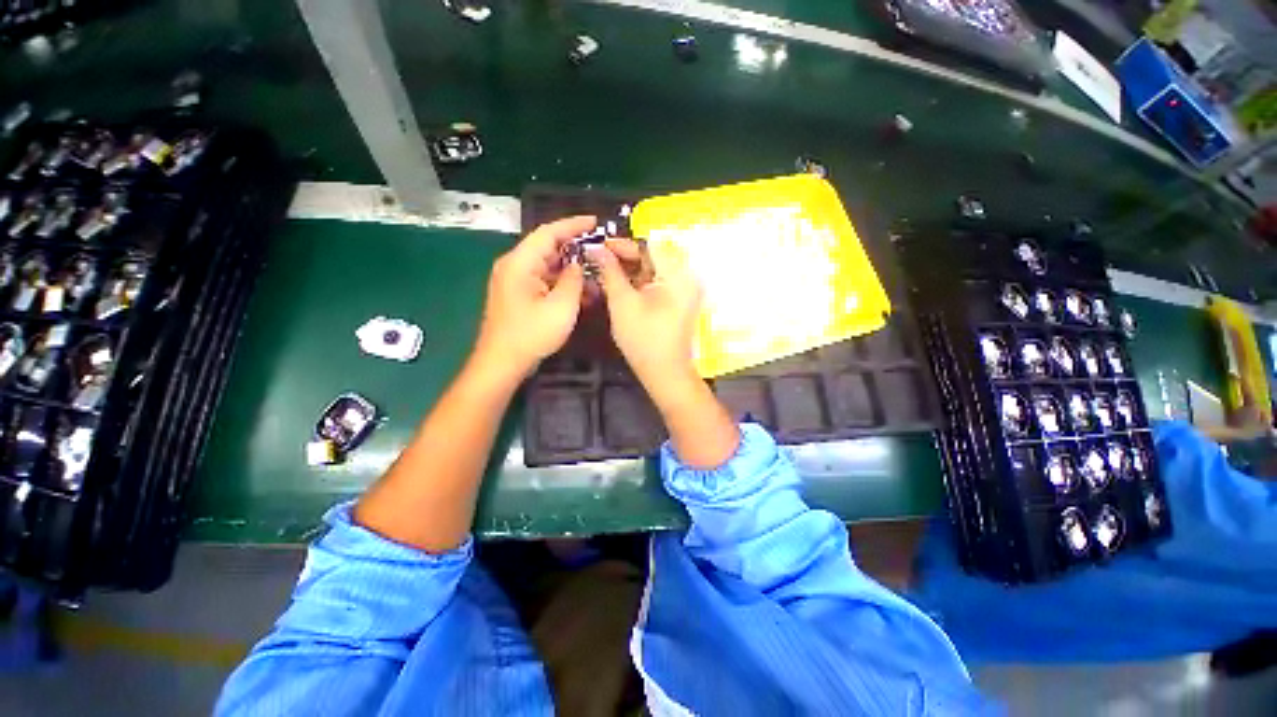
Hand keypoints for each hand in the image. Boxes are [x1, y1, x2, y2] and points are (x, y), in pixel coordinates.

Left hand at [473, 216, 590, 378]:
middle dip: (575, 247)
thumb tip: (577, 265)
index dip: (573, 224)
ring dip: (570, 268)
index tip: (596, 221)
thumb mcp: (561, 307)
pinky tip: (581, 291)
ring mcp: (515, 281)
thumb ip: (572, 279)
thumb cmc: (531, 334)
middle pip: (547, 247)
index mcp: (520, 263)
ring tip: (595, 272)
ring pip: (547, 265)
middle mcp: (514, 266)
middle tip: (601, 250)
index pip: (548, 233)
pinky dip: (562, 282)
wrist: (502, 362)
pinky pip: (544, 280)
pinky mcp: (519, 294)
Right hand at [592, 239, 701, 402]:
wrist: (664, 372)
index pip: (648, 245)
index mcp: (677, 274)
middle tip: (597, 259)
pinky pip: (657, 282)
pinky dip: (638, 281)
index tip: (598, 246)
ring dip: (629, 269)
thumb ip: (610, 272)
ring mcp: (683, 289)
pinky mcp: (678, 300)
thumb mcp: (622, 302)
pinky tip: (619, 284)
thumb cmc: (643, 339)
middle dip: (624, 257)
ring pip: (653, 269)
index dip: (622, 244)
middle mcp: (685, 277)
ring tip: (604, 271)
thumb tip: (596, 249)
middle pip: (652, 256)